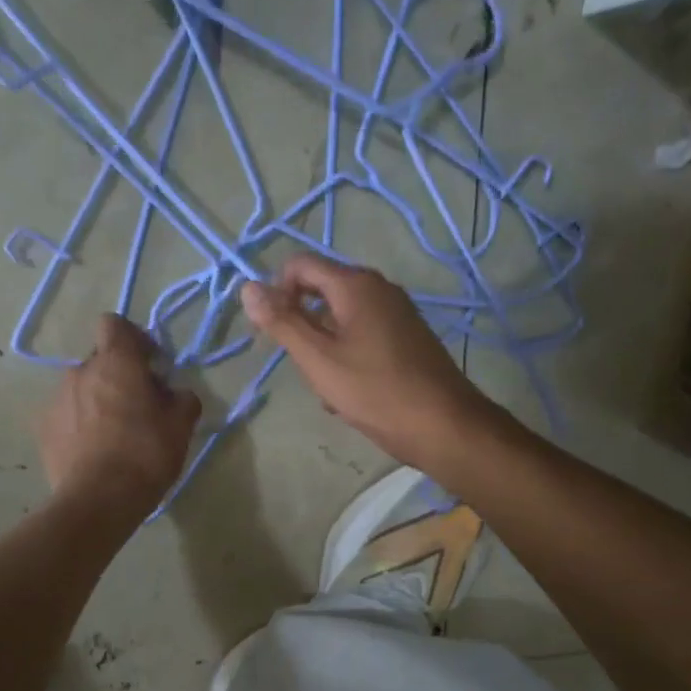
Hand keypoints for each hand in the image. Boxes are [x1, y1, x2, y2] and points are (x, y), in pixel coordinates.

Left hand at [37, 315, 201, 521]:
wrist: (98, 500)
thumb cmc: (145, 455)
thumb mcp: (181, 427)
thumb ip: (183, 399)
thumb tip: (176, 393)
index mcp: (116, 363)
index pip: (114, 324)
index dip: (134, 339)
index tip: (150, 365)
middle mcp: (80, 372)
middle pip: (101, 361)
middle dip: (119, 376)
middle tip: (139, 407)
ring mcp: (56, 400)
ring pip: (82, 389)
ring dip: (98, 401)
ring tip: (115, 435)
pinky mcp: (43, 429)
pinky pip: (67, 415)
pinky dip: (80, 425)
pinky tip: (94, 452)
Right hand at [240, 254, 495, 471]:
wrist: (442, 425)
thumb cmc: (374, 391)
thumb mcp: (318, 359)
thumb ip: (282, 322)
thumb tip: (247, 287)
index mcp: (355, 284)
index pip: (300, 265)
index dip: (277, 292)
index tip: (274, 333)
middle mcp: (378, 288)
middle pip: (321, 293)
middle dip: (303, 327)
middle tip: (305, 368)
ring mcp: (397, 313)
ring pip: (340, 321)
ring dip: (324, 350)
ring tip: (329, 389)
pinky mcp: (407, 338)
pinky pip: (363, 338)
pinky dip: (348, 359)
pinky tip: (351, 395)